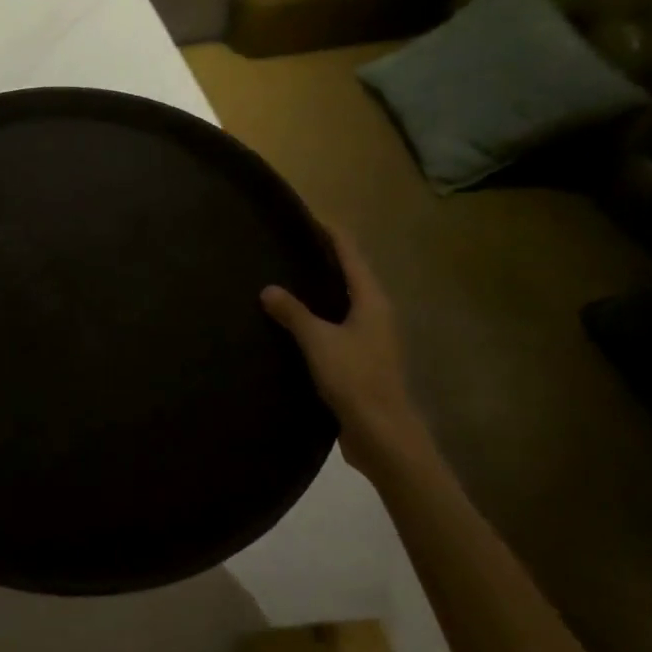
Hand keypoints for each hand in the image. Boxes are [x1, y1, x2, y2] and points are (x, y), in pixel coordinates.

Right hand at [261, 227, 432, 481]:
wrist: (383, 435)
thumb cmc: (355, 379)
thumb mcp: (318, 341)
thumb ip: (293, 313)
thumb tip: (268, 289)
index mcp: (371, 300)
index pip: (350, 252)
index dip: (330, 232)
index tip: (304, 216)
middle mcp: (376, 313)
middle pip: (349, 274)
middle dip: (322, 258)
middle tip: (286, 245)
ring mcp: (371, 338)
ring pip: (343, 302)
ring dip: (319, 289)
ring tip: (285, 277)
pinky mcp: (362, 360)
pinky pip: (337, 326)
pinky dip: (318, 317)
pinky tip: (294, 323)